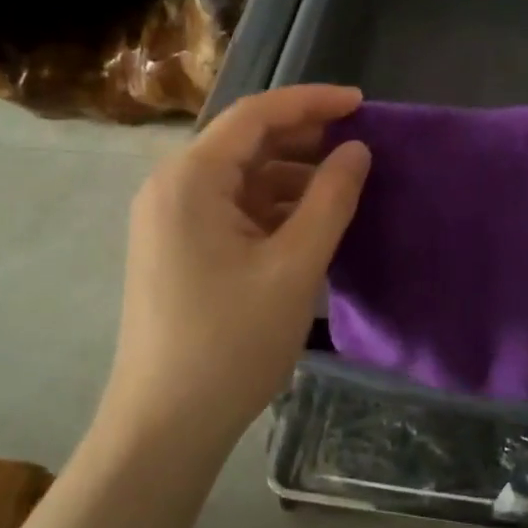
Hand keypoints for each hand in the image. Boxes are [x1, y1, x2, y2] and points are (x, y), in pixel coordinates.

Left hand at [102, 84, 370, 453]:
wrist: (165, 426)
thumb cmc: (231, 342)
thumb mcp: (295, 267)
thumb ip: (331, 200)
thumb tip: (357, 150)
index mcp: (190, 179)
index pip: (255, 115)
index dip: (311, 101)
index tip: (362, 103)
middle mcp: (172, 187)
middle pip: (245, 141)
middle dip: (303, 137)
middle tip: (359, 143)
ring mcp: (171, 219)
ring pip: (241, 177)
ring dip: (291, 175)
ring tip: (344, 185)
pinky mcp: (178, 248)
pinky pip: (232, 208)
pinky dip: (272, 206)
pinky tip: (310, 221)